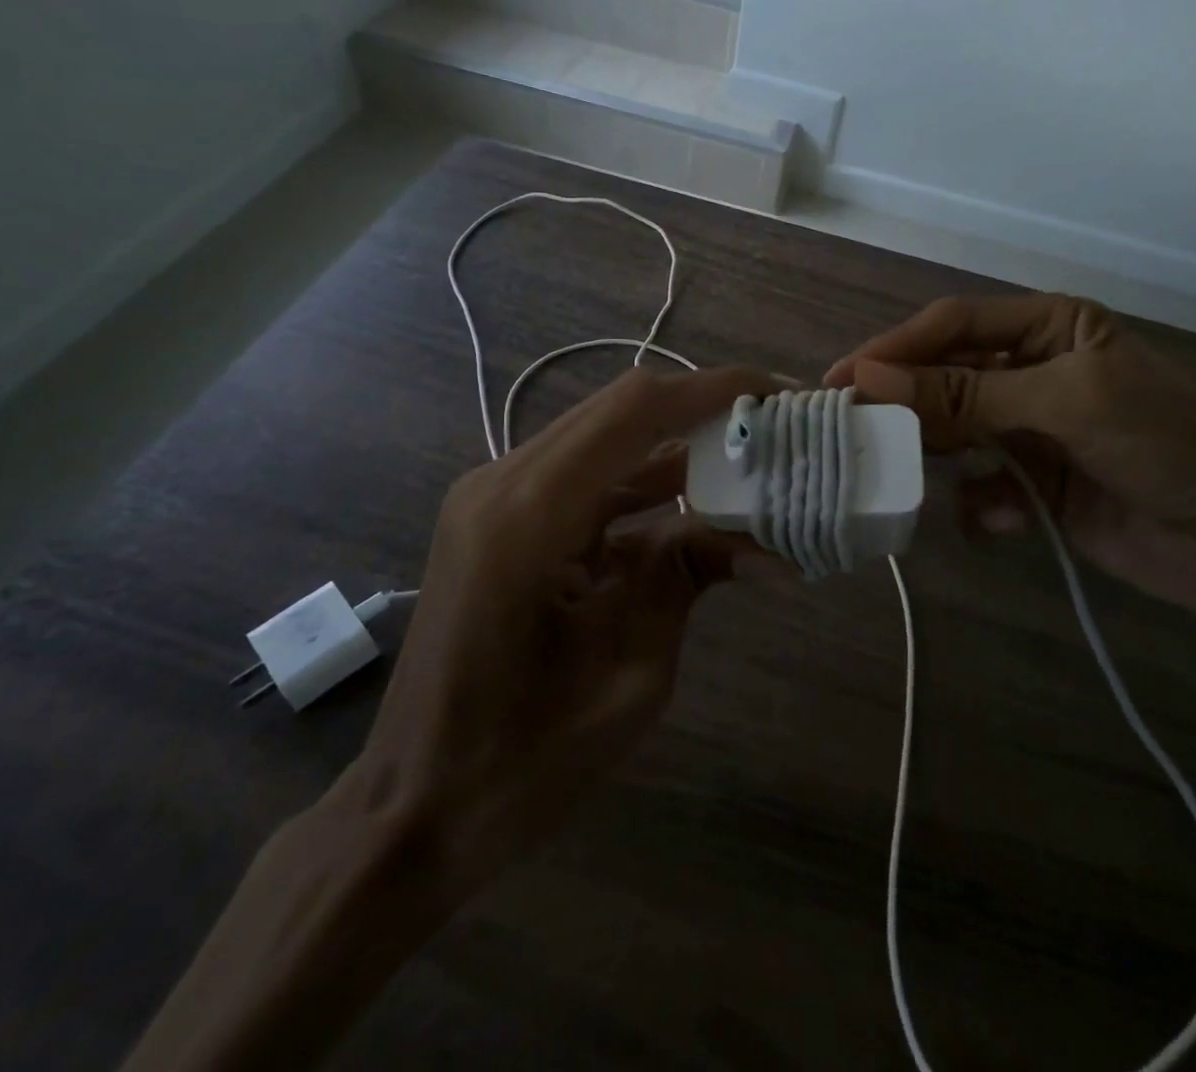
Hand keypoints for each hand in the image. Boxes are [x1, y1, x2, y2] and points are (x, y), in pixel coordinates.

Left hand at [358, 364, 776, 908]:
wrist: (416, 806)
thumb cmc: (520, 762)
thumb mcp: (631, 673)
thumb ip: (688, 577)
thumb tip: (769, 541)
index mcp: (528, 516)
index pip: (635, 411)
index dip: (712, 391)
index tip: (778, 395)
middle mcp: (504, 482)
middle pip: (621, 409)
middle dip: (704, 411)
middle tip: (775, 429)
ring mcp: (495, 495)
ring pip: (607, 439)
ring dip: (678, 446)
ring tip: (751, 462)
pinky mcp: (502, 516)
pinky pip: (587, 477)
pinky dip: (646, 483)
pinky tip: (697, 505)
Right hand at [825, 294, 1195, 623]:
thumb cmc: (1170, 445)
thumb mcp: (1069, 403)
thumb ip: (968, 395)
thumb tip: (871, 378)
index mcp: (1049, 328)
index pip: (953, 327)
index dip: (895, 349)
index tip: (842, 380)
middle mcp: (1033, 373)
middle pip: (946, 379)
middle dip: (905, 405)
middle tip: (852, 430)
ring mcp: (1032, 432)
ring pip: (955, 435)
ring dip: (934, 456)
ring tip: (902, 477)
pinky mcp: (1035, 488)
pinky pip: (981, 488)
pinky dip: (976, 505)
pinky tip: (990, 521)